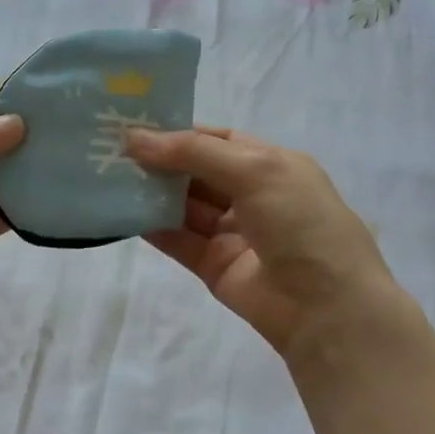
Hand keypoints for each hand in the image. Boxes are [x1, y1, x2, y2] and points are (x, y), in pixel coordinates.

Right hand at [128, 126, 399, 358]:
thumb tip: (136, 138)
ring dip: (152, 193)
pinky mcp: (215, 267)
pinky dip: (153, 227)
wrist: (325, 307)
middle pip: (197, 173)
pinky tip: (123, 213)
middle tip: (112, 151)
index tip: (135, 127)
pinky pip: (179, 241)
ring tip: (109, 178)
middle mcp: (252, 195)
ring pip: (184, 207)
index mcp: (272, 165)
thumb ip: (194, 152)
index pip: (219, 140)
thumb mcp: (255, 170)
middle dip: (160, 162)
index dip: (180, 132)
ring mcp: (233, 233)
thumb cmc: (300, 222)